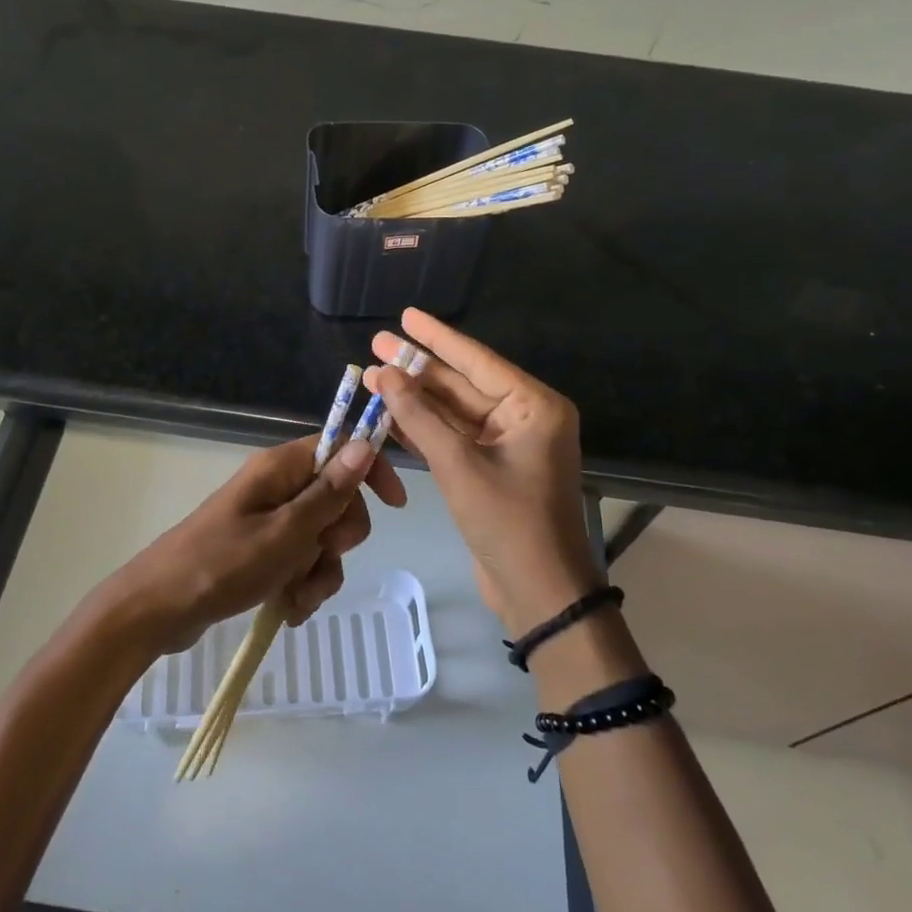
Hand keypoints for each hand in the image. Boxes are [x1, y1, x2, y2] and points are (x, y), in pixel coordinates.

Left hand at [107, 434, 406, 653]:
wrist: (158, 609)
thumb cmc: (222, 564)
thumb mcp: (285, 532)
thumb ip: (328, 492)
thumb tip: (364, 444)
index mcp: (281, 468)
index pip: (340, 448)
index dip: (370, 471)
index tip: (394, 505)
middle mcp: (278, 487)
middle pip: (337, 499)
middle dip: (339, 537)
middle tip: (319, 555)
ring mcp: (269, 520)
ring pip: (322, 538)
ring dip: (320, 570)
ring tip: (296, 596)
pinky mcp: (261, 551)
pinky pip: (301, 561)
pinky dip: (302, 584)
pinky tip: (287, 608)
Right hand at [369, 308, 599, 636]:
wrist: (540, 595)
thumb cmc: (508, 523)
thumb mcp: (459, 465)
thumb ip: (420, 417)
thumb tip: (385, 374)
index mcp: (534, 406)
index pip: (476, 360)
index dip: (437, 337)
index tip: (406, 315)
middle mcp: (524, 417)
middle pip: (462, 383)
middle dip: (418, 368)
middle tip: (375, 344)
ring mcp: (508, 444)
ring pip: (454, 411)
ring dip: (415, 398)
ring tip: (372, 375)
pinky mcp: (491, 468)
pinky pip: (454, 437)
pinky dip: (424, 428)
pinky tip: (389, 414)